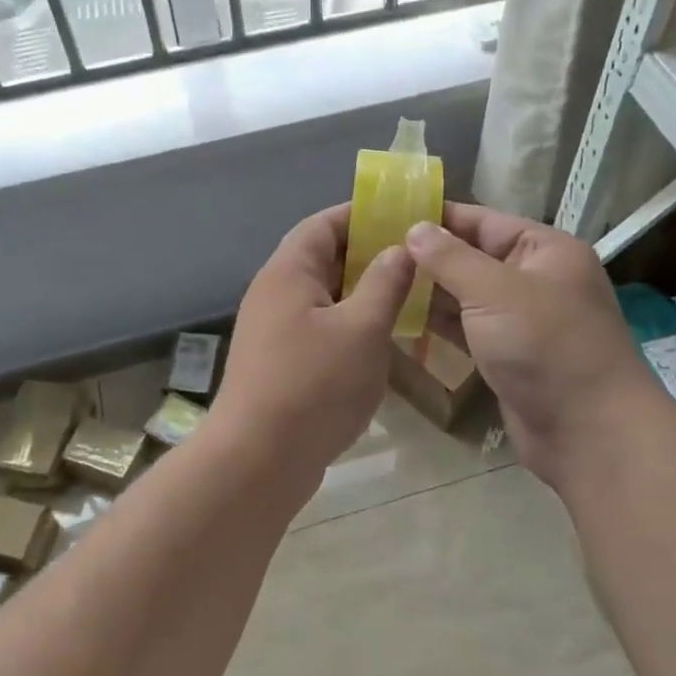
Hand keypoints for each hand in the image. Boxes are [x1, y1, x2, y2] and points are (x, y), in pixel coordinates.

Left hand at [210, 204, 416, 486]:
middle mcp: (275, 294)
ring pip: (324, 297)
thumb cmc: (314, 386)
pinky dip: (350, 326)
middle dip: (368, 256)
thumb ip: (385, 283)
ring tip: (408, 298)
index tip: (404, 217)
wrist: (259, 460)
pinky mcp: (280, 363)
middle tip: (416, 262)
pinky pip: (320, 329)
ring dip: (362, 295)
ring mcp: (274, 331)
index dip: (362, 215)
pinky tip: (381, 342)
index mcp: (289, 272)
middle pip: (323, 258)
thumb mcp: (362, 329)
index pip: (323, 224)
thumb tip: (400, 248)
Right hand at [405, 205, 658, 489]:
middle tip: (371, 253)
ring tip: (379, 283)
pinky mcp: (510, 355)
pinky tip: (402, 319)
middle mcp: (536, 278)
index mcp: (544, 250)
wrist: (589, 432)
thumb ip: (451, 258)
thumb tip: (414, 229)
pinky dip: (441, 324)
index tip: (387, 215)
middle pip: (473, 257)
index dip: (437, 217)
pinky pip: (469, 329)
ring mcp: (523, 320)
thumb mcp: (495, 292)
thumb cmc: (545, 346)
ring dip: (430, 292)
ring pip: (468, 296)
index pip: (483, 221)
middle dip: (428, 256)